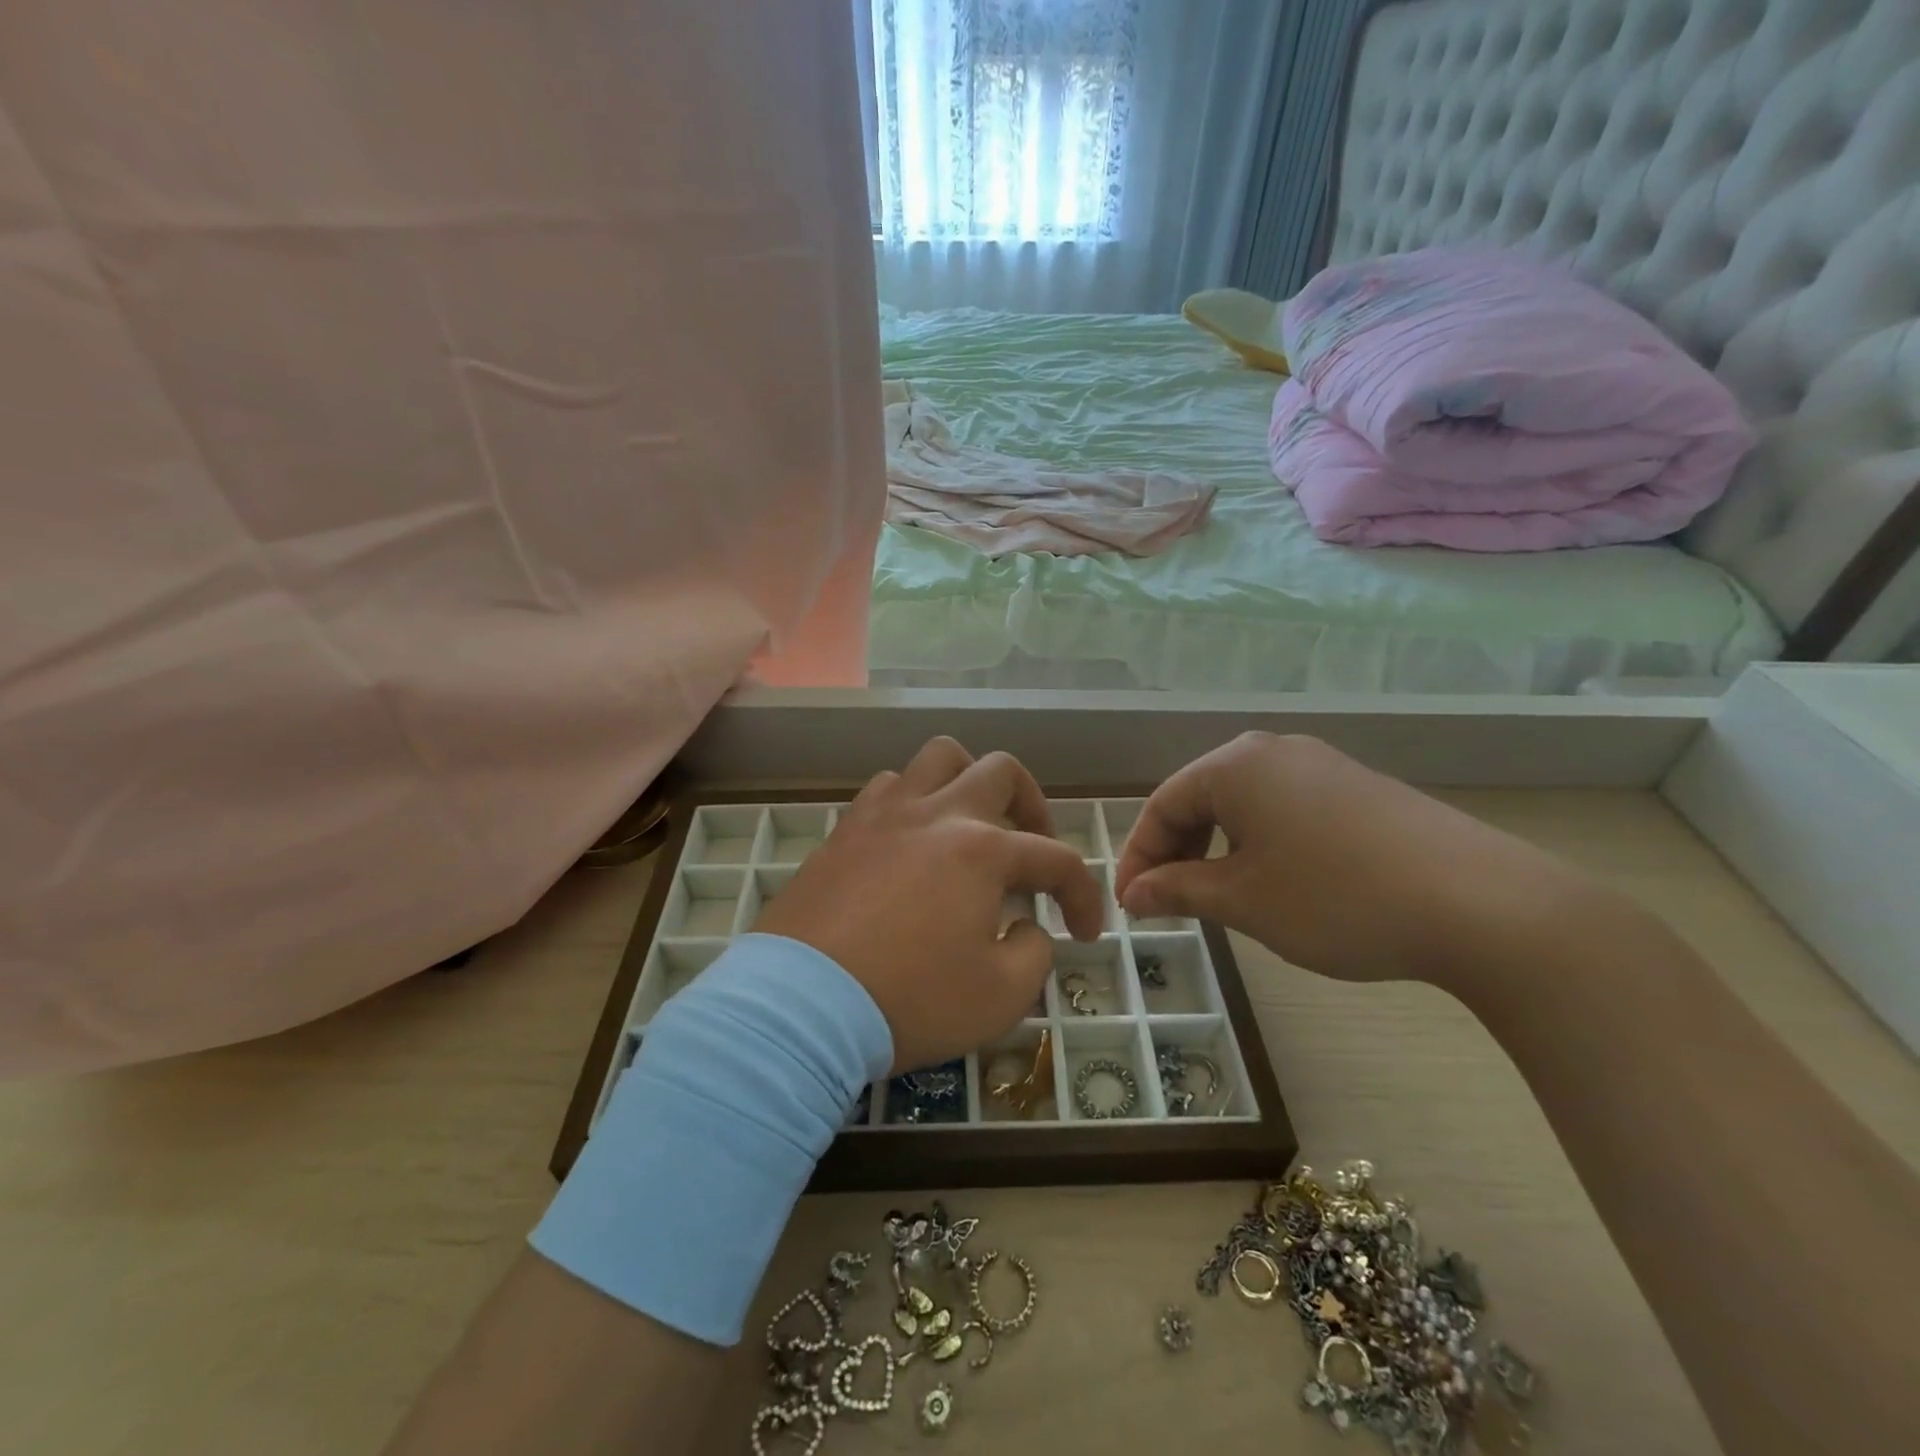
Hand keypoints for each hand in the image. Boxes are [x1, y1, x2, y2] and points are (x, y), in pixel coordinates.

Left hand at [753, 738, 1103, 1071]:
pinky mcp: (843, 830)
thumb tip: (1027, 926)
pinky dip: (912, 802)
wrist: (800, 1005)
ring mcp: (884, 815)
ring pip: (937, 759)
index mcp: (982, 850)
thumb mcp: (999, 997)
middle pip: (1000, 771)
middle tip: (1032, 847)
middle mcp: (936, 814)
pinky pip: (887, 789)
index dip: (1083, 895)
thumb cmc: (909, 1000)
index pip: (1056, 859)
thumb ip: (1033, 952)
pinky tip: (910, 842)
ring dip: (966, 784)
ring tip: (968, 827)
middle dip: (1032, 805)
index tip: (1084, 932)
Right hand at [1113, 733, 1595, 986]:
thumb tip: (1131, 895)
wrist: (1482, 904)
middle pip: (1201, 798)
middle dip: (1176, 852)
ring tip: (1218, 897)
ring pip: (1244, 805)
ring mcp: (1323, 765)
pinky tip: (1276, 883)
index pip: (1162, 805)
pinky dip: (1261, 844)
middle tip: (1167, 903)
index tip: (1129, 905)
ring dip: (1217, 849)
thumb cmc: (1336, 898)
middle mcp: (1274, 750)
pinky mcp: (1359, 789)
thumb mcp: (1243, 900)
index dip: (1137, 857)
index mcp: (1235, 765)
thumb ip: (1177, 890)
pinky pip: (1286, 810)